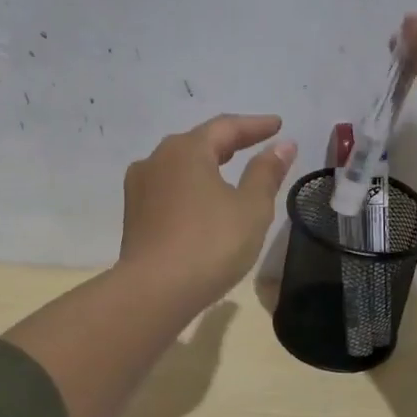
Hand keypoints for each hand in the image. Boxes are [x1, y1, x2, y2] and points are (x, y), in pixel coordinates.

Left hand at [118, 114, 297, 306]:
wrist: (154, 291)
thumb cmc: (210, 244)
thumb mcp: (251, 208)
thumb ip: (266, 173)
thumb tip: (282, 146)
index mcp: (186, 150)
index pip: (226, 127)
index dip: (255, 126)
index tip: (278, 125)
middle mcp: (157, 159)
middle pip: (198, 142)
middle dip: (228, 142)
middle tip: (254, 143)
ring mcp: (139, 187)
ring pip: (179, 165)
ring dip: (206, 164)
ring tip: (227, 170)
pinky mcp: (133, 215)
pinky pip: (168, 188)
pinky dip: (189, 186)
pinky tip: (200, 199)